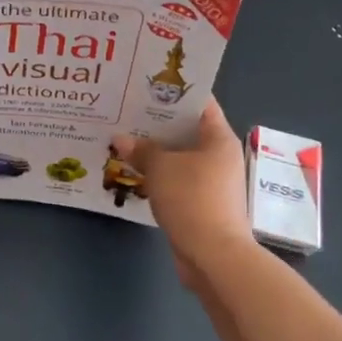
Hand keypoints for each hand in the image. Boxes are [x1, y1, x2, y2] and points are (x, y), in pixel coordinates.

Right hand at [112, 100, 255, 282]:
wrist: (214, 257)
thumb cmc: (192, 199)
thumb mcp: (161, 168)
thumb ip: (141, 149)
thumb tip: (121, 138)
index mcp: (218, 138)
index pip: (199, 102)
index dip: (174, 91)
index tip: (146, 83)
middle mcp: (220, 156)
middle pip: (187, 129)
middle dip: (157, 122)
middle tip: (126, 109)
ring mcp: (212, 181)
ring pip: (180, 157)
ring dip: (156, 151)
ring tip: (124, 137)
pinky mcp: (202, 203)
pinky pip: (177, 179)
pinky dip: (159, 174)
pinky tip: (134, 170)